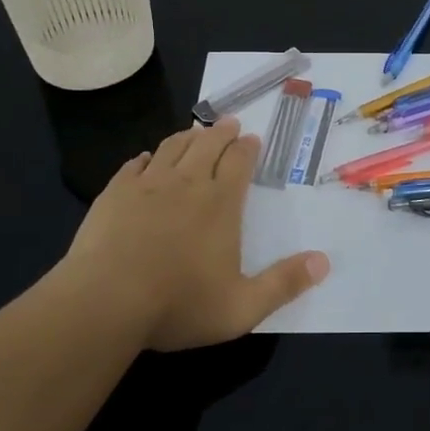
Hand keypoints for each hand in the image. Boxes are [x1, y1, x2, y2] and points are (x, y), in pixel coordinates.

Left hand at [58, 117, 329, 351]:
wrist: (104, 303)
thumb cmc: (178, 304)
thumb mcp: (242, 307)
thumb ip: (284, 284)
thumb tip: (324, 262)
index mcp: (221, 203)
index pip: (239, 162)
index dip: (248, 148)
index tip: (252, 138)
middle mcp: (187, 183)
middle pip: (208, 145)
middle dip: (222, 132)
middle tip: (230, 123)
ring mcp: (147, 185)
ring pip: (172, 147)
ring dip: (187, 136)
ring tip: (194, 131)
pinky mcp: (114, 194)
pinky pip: (134, 165)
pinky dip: (147, 158)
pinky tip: (146, 159)